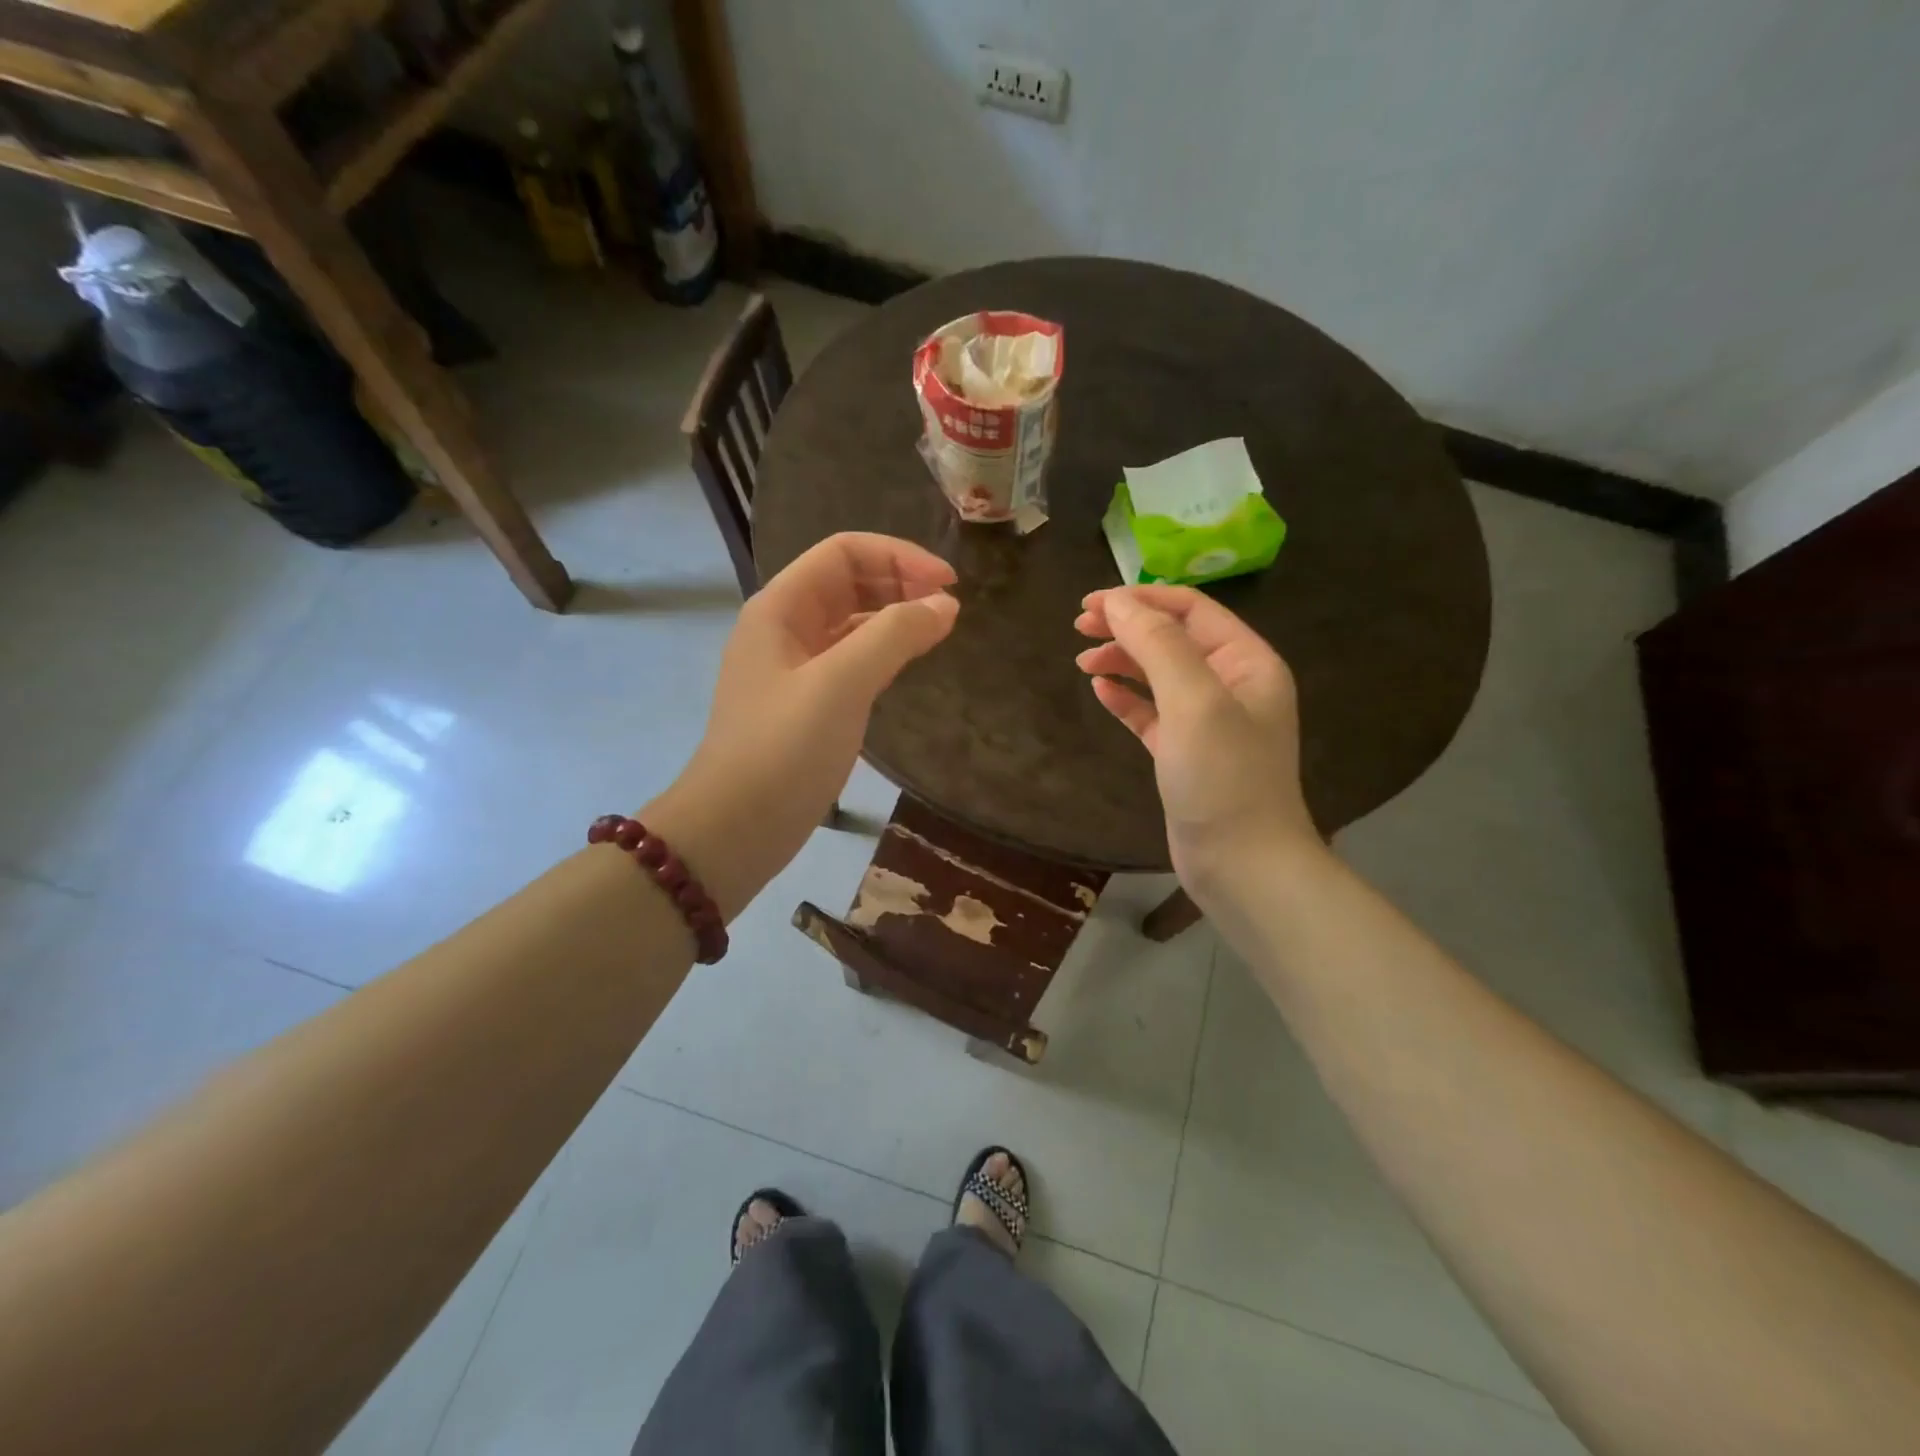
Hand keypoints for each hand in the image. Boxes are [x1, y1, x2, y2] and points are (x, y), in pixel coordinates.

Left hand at [648, 533, 958, 917]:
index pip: (844, 552)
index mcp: (780, 607)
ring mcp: (794, 666)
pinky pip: (850, 658)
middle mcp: (785, 627)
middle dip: (899, 583)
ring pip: (851, 621)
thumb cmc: (783, 750)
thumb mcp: (841, 684)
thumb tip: (945, 604)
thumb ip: (894, 636)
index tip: (949, 584)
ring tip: (938, 630)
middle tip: (949, 607)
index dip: (899, 557)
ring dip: (894, 616)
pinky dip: (883, 652)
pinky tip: (908, 664)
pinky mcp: (807, 702)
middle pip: (848, 581)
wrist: (736, 827)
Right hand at [1074, 585, 1317, 901]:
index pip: (1190, 610)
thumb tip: (1118, 602)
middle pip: (1172, 638)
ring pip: (1158, 674)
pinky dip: (1126, 698)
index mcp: (1246, 661)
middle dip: (1127, 627)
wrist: (1242, 864)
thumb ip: (1157, 645)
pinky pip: (1152, 712)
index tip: (1090, 603)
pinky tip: (1100, 691)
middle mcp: (1231, 684)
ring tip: (1082, 660)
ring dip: (1122, 661)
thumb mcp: (1194, 701)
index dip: (1140, 599)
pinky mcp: (1185, 753)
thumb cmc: (1224, 777)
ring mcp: (1208, 721)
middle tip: (1079, 627)